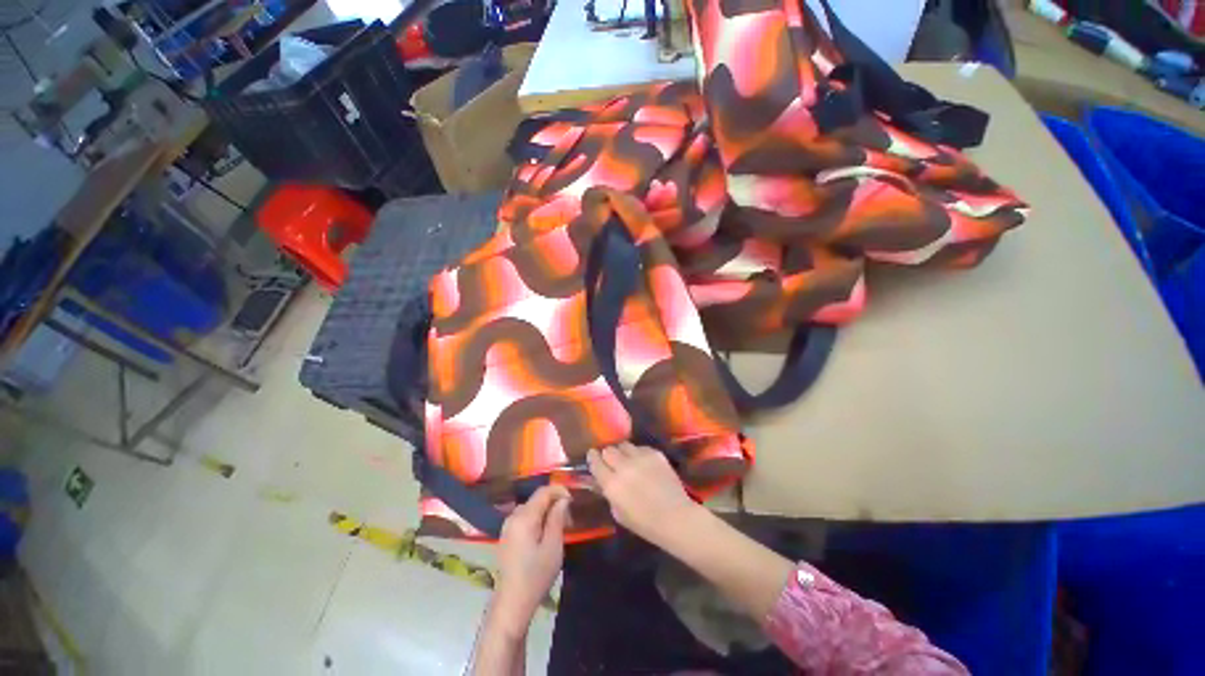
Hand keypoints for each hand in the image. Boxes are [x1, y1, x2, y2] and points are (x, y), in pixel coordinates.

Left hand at [492, 485, 570, 635]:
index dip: (559, 490)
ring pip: (530, 508)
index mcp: (524, 517)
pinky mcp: (506, 536)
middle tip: (569, 516)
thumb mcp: (553, 546)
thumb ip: (557, 518)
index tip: (573, 500)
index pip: (543, 491)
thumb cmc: (536, 575)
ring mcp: (507, 526)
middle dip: (554, 501)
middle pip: (536, 499)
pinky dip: (536, 518)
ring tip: (559, 524)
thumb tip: (563, 499)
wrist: (512, 603)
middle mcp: (513, 516)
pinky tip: (545, 532)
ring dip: (546, 510)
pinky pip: (524, 518)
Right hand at [587, 443, 699, 547]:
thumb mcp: (619, 513)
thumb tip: (604, 481)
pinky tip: (644, 464)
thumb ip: (609, 493)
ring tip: (628, 459)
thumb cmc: (645, 524)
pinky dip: (639, 453)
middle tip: (612, 461)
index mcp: (612, 484)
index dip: (592, 458)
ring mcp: (640, 458)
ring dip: (623, 452)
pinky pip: (641, 447)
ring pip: (624, 445)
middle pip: (609, 449)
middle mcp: (624, 466)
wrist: (676, 517)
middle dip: (608, 454)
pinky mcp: (655, 453)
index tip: (593, 456)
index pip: (595, 462)